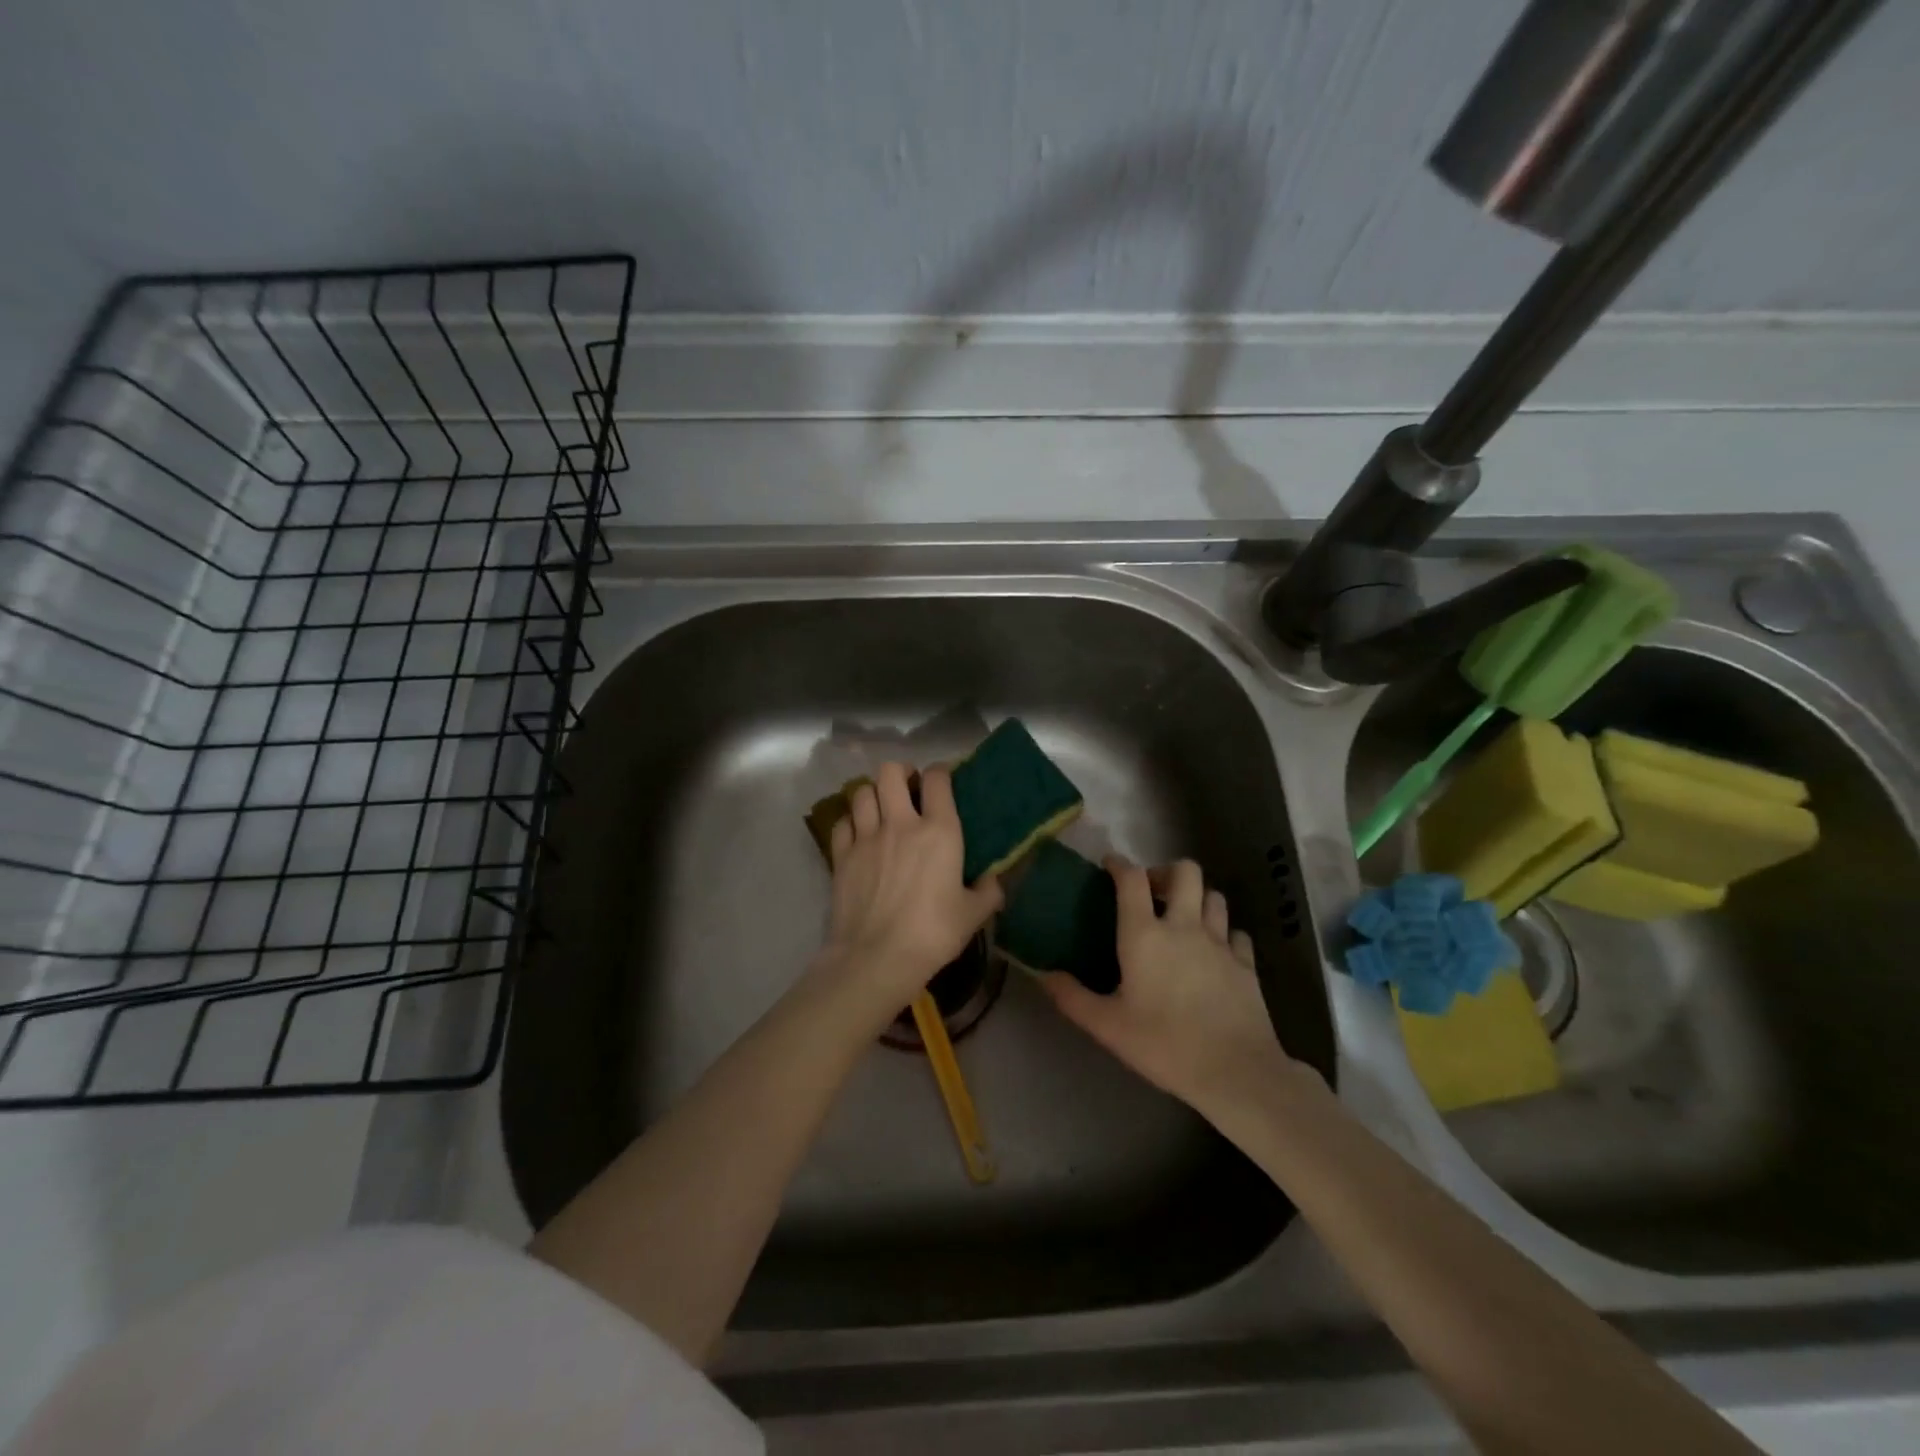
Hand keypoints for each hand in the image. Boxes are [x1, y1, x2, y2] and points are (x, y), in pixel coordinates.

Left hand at [813, 761, 1002, 1025]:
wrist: (876, 959)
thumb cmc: (932, 934)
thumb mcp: (973, 915)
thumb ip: (988, 891)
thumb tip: (993, 880)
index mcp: (939, 831)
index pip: (937, 779)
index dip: (941, 772)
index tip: (944, 780)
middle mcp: (900, 823)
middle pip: (891, 772)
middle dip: (901, 773)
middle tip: (909, 789)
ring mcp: (866, 837)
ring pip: (861, 791)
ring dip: (873, 794)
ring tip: (882, 808)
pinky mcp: (841, 855)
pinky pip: (842, 822)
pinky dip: (851, 821)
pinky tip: (859, 833)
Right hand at [1042, 857, 1295, 1118]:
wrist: (1236, 1072)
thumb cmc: (1164, 1045)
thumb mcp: (1108, 1026)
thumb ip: (1072, 997)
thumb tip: (1043, 974)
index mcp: (1145, 935)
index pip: (1132, 879)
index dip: (1119, 864)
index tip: (1109, 865)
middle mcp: (1184, 926)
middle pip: (1185, 871)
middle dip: (1166, 871)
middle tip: (1152, 893)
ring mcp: (1220, 943)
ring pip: (1214, 896)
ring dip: (1197, 898)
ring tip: (1183, 917)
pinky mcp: (1246, 964)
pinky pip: (1236, 933)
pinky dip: (1224, 933)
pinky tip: (1215, 951)